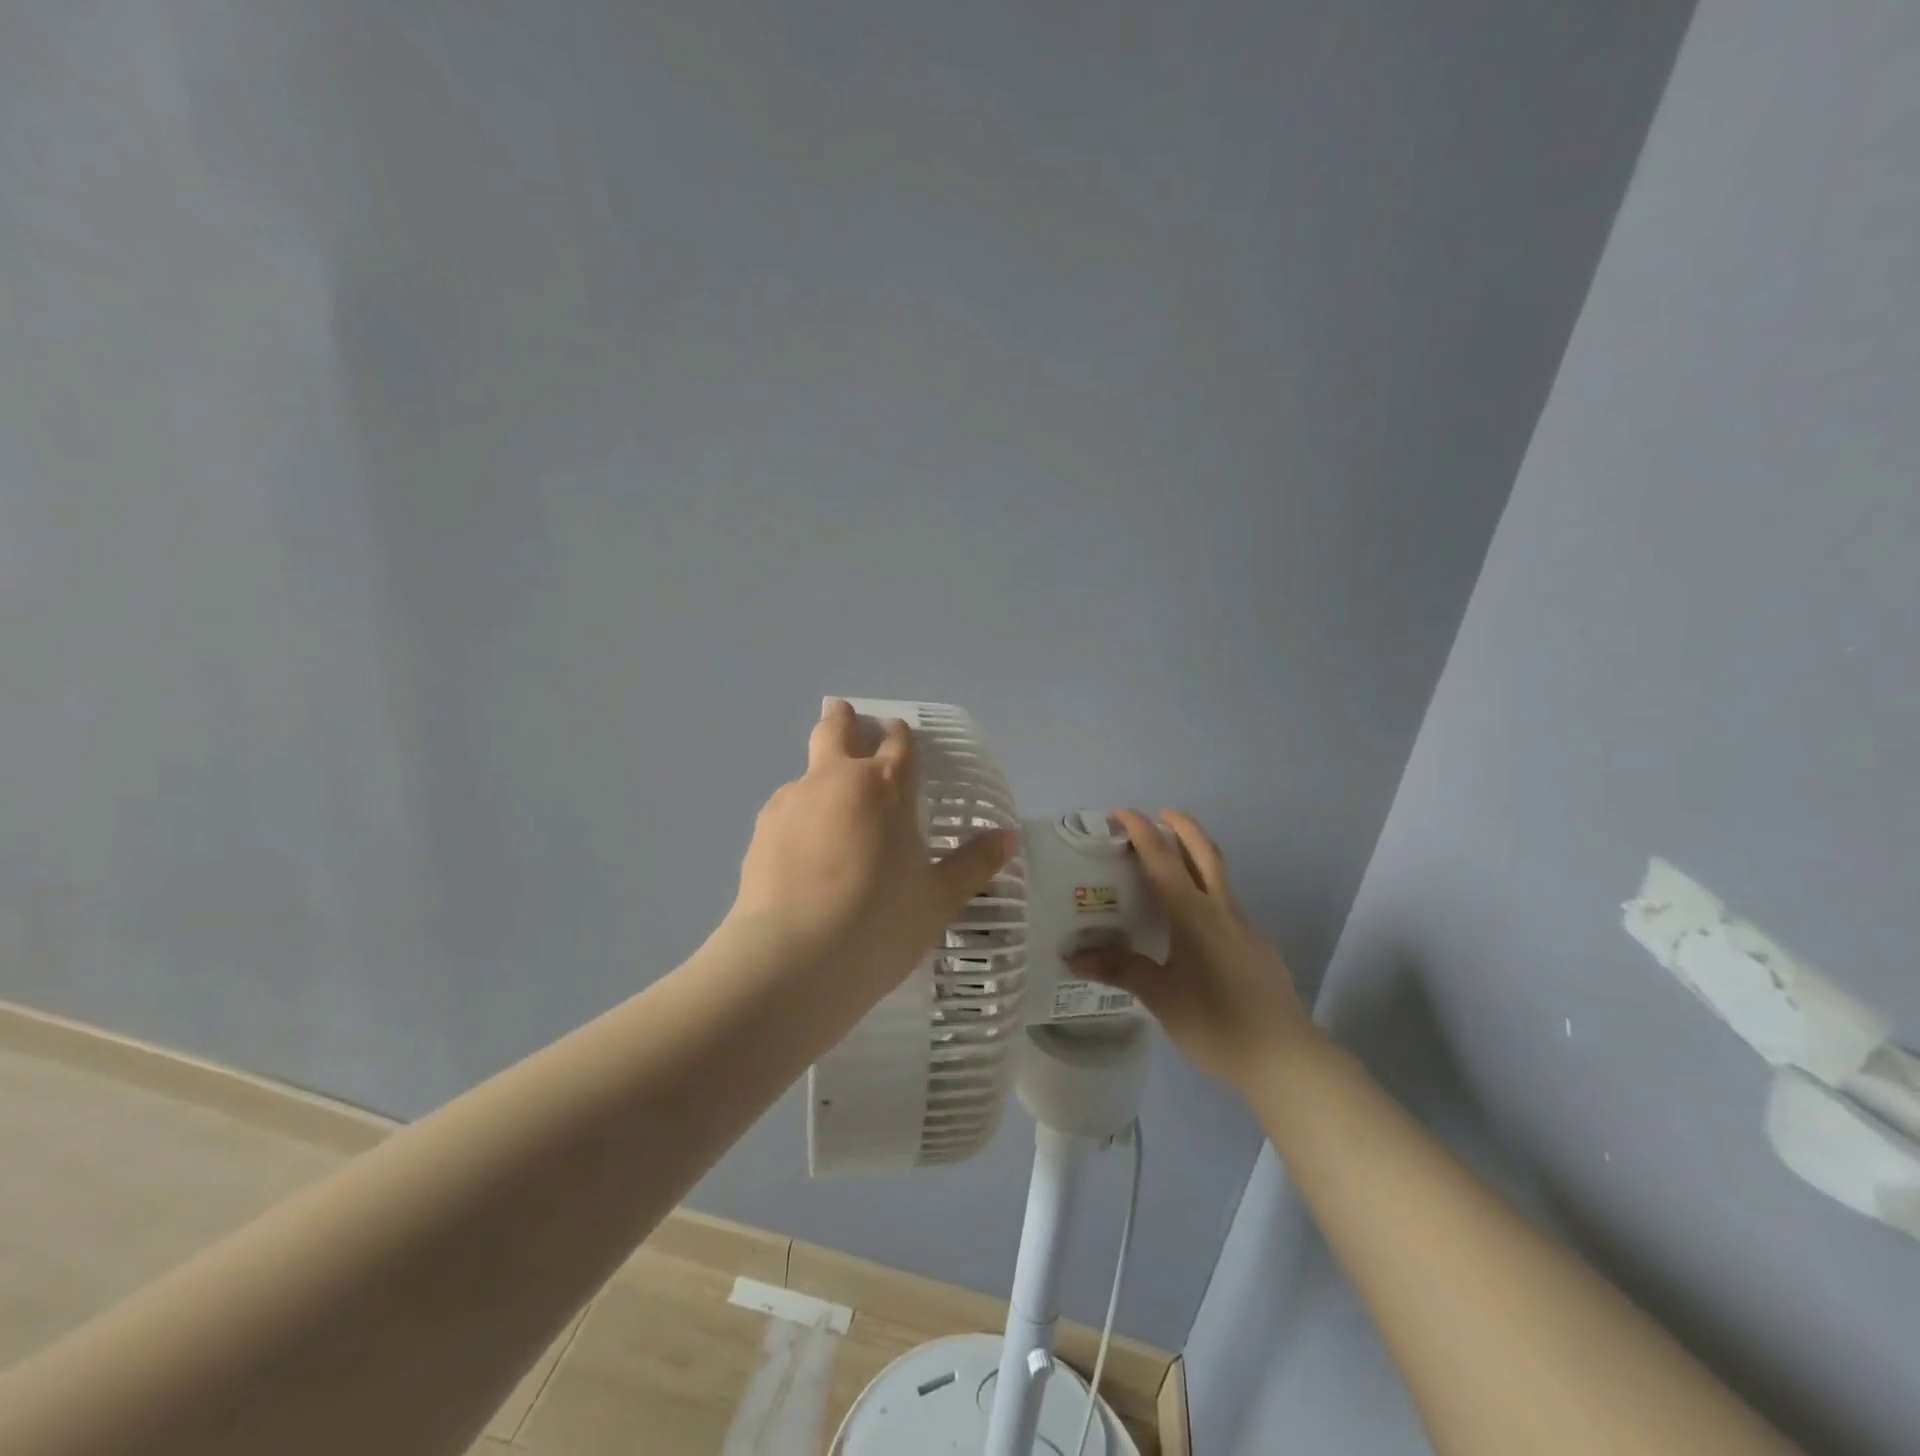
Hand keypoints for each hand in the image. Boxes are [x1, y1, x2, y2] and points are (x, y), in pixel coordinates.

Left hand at [728, 700, 1018, 1009]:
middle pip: (835, 731)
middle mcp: (835, 780)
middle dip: (843, 720)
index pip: (897, 743)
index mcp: (885, 787)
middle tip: (844, 714)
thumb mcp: (937, 899)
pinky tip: (804, 850)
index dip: (900, 736)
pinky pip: (786, 808)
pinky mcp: (760, 830)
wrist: (792, 961)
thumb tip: (1009, 838)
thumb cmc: (878, 925)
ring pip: (807, 771)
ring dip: (820, 776)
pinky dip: (799, 815)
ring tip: (829, 812)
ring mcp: (792, 801)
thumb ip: (974, 864)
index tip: (900, 734)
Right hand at [1075, 809, 1318, 1093]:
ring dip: (1196, 856)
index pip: (1162, 858)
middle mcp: (1221, 909)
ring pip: (1219, 876)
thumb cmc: (1216, 1023)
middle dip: (1182, 825)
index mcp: (1193, 914)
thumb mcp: (1160, 997)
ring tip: (1170, 864)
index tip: (1120, 812)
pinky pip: (1226, 905)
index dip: (1140, 830)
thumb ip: (1121, 970)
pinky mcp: (1257, 947)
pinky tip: (1192, 925)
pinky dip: (1205, 893)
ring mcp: (1244, 927)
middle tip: (1160, 813)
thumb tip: (1075, 957)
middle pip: (1204, 851)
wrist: (1285, 1058)